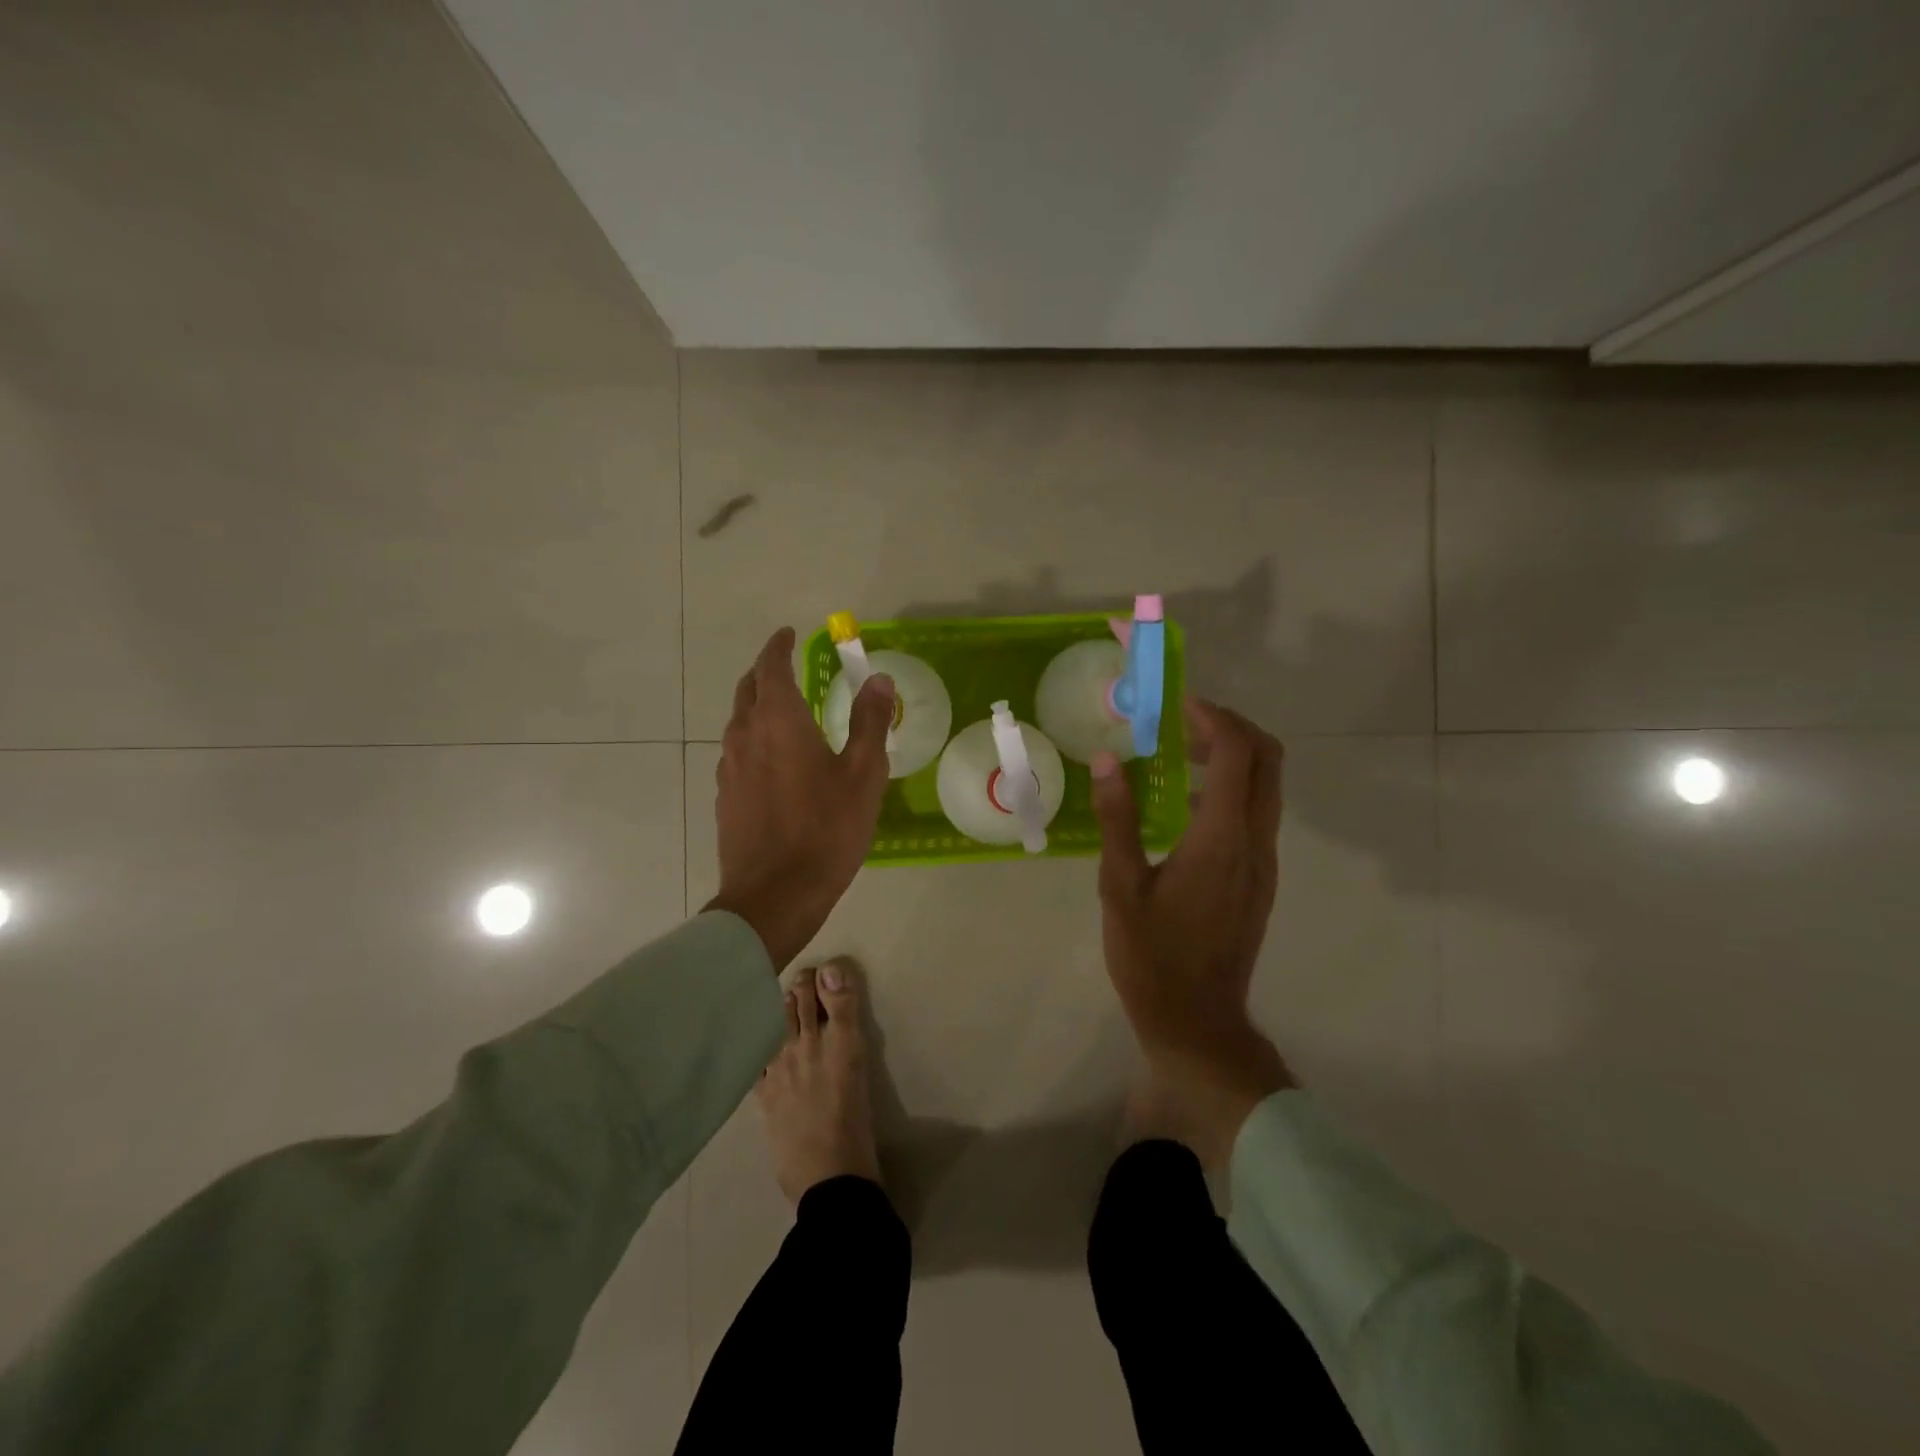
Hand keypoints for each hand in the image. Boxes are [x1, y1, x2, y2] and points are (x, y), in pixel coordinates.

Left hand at [706, 627, 894, 969]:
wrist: (774, 895)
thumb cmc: (826, 830)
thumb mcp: (863, 774)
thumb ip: (871, 722)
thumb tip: (879, 679)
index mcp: (779, 722)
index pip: (771, 668)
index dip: (778, 647)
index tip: (788, 634)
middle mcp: (746, 736)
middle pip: (748, 690)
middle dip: (765, 672)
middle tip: (785, 667)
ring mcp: (729, 768)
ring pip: (738, 721)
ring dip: (756, 706)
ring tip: (782, 711)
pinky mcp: (725, 797)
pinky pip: (737, 751)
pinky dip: (752, 738)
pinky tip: (771, 760)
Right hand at [1091, 699, 1294, 1165]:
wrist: (1197, 1021)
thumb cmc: (1152, 956)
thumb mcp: (1121, 885)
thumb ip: (1119, 819)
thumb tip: (1110, 761)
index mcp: (1222, 839)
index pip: (1239, 754)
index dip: (1214, 718)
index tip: (1178, 705)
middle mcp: (1255, 843)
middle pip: (1269, 761)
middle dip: (1232, 728)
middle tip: (1183, 723)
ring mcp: (1264, 863)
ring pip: (1268, 787)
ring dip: (1234, 757)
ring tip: (1180, 756)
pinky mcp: (1260, 879)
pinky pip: (1258, 814)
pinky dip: (1233, 789)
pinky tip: (1187, 806)